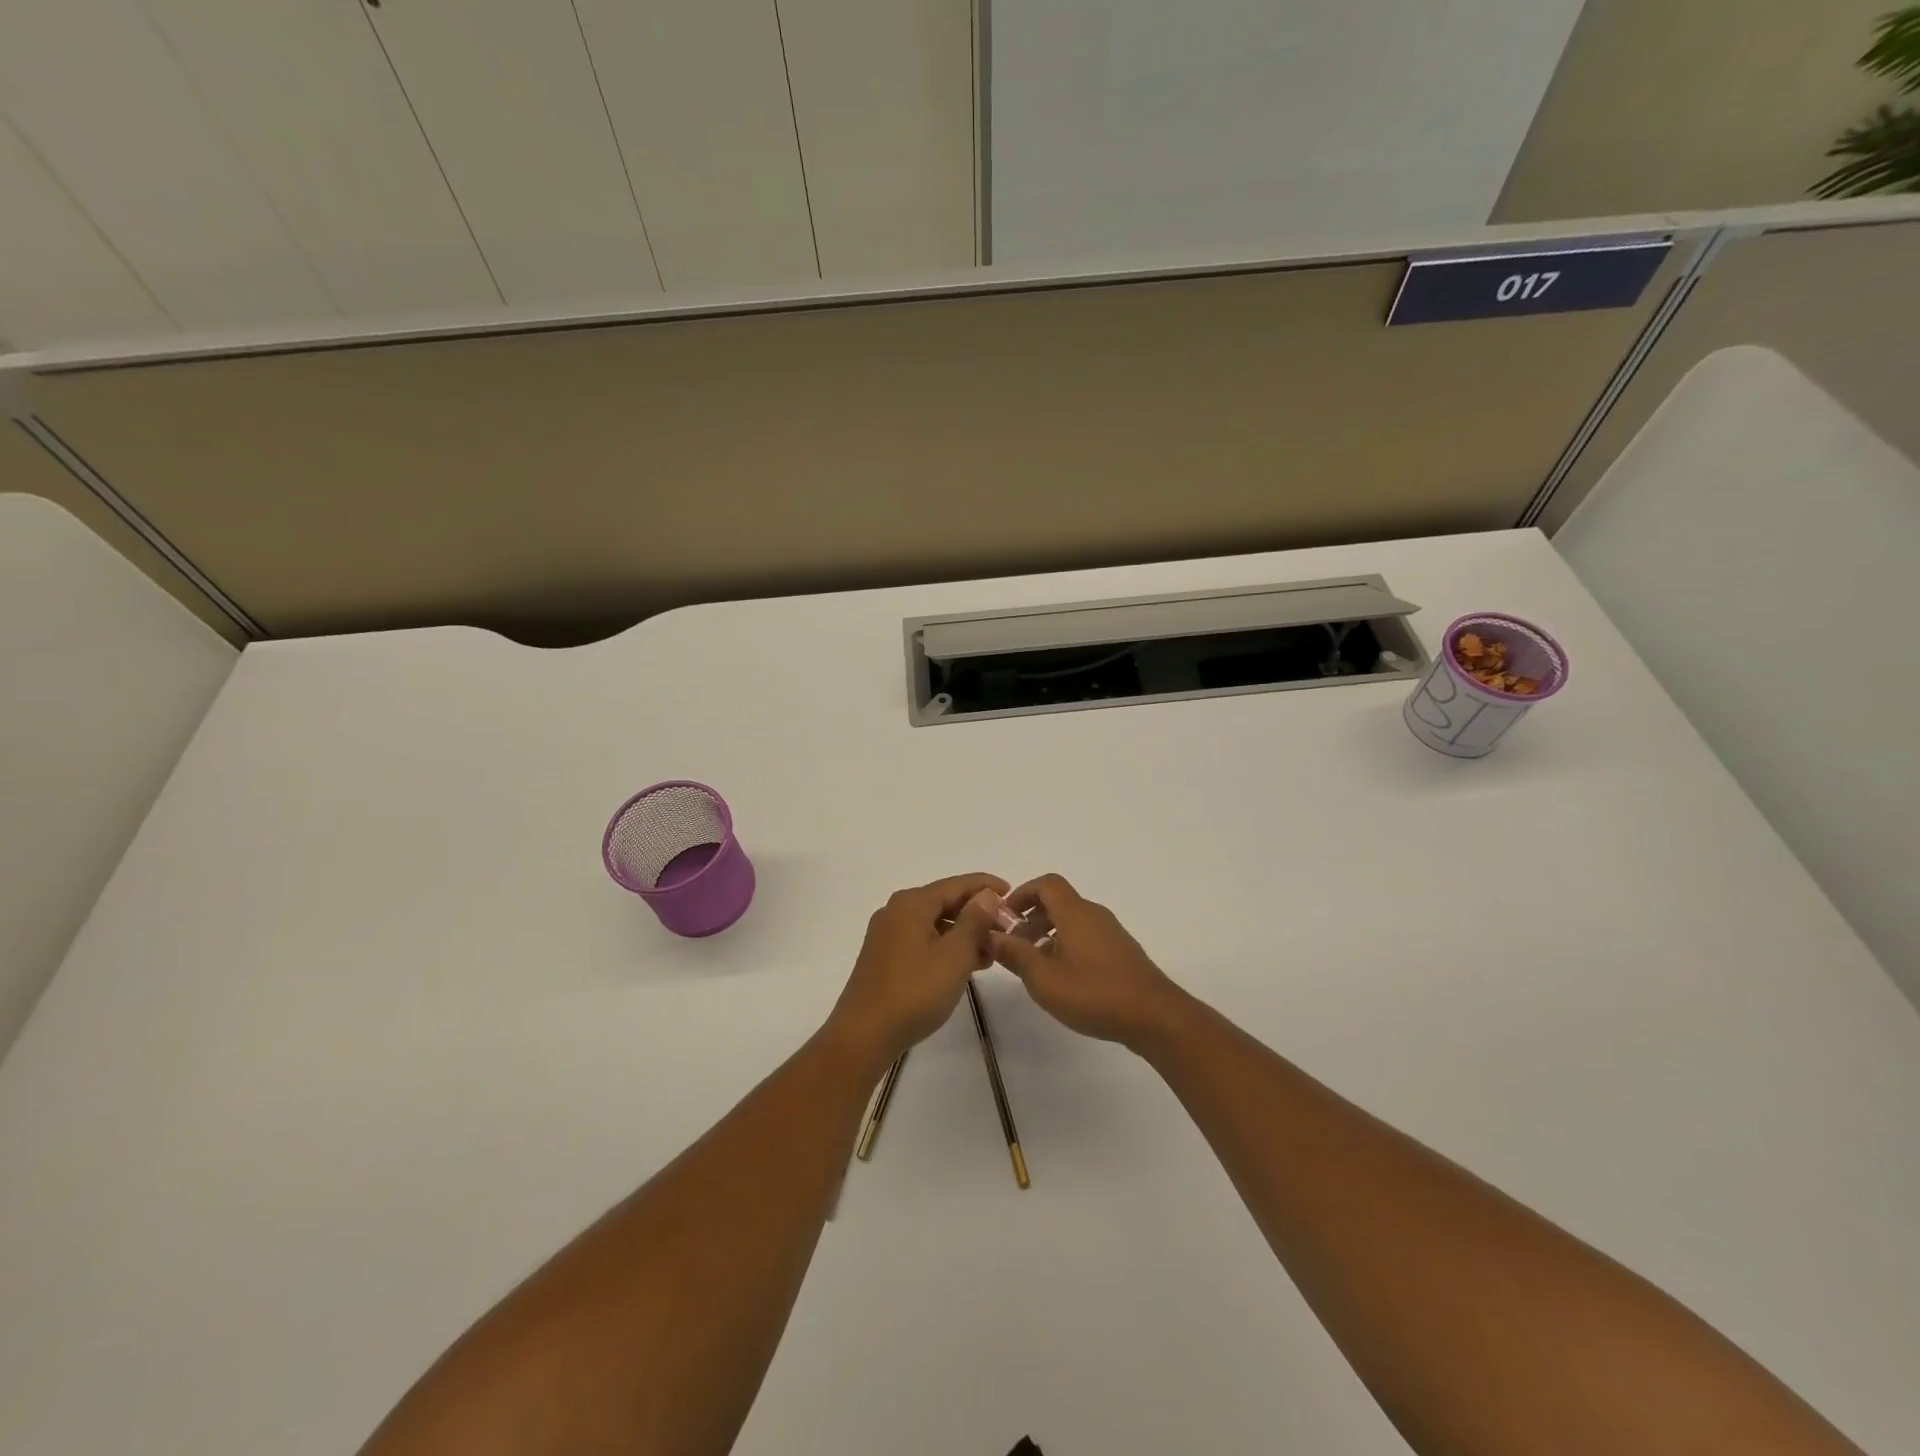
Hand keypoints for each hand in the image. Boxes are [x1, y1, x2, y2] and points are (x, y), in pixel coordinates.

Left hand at [829, 873, 1009, 1064]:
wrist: (864, 1035)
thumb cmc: (914, 991)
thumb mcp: (954, 955)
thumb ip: (974, 921)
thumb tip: (986, 895)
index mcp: (912, 903)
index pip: (956, 884)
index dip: (985, 886)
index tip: (1011, 892)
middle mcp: (896, 911)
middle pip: (944, 902)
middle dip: (976, 913)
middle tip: (1006, 928)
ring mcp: (887, 935)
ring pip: (933, 924)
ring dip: (963, 933)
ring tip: (992, 951)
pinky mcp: (884, 957)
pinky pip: (922, 940)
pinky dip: (945, 947)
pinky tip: (965, 965)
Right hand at [989, 874, 1184, 1051]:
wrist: (1155, 1017)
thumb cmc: (1095, 993)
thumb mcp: (1044, 979)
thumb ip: (1015, 955)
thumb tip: (990, 935)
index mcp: (1075, 913)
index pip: (1046, 884)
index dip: (1021, 894)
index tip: (1004, 917)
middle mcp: (1094, 915)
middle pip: (1058, 902)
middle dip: (1030, 918)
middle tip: (1013, 945)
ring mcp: (1111, 933)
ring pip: (1072, 921)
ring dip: (1047, 934)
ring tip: (1033, 965)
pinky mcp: (1121, 953)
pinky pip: (1086, 937)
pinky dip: (1066, 946)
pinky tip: (1062, 978)